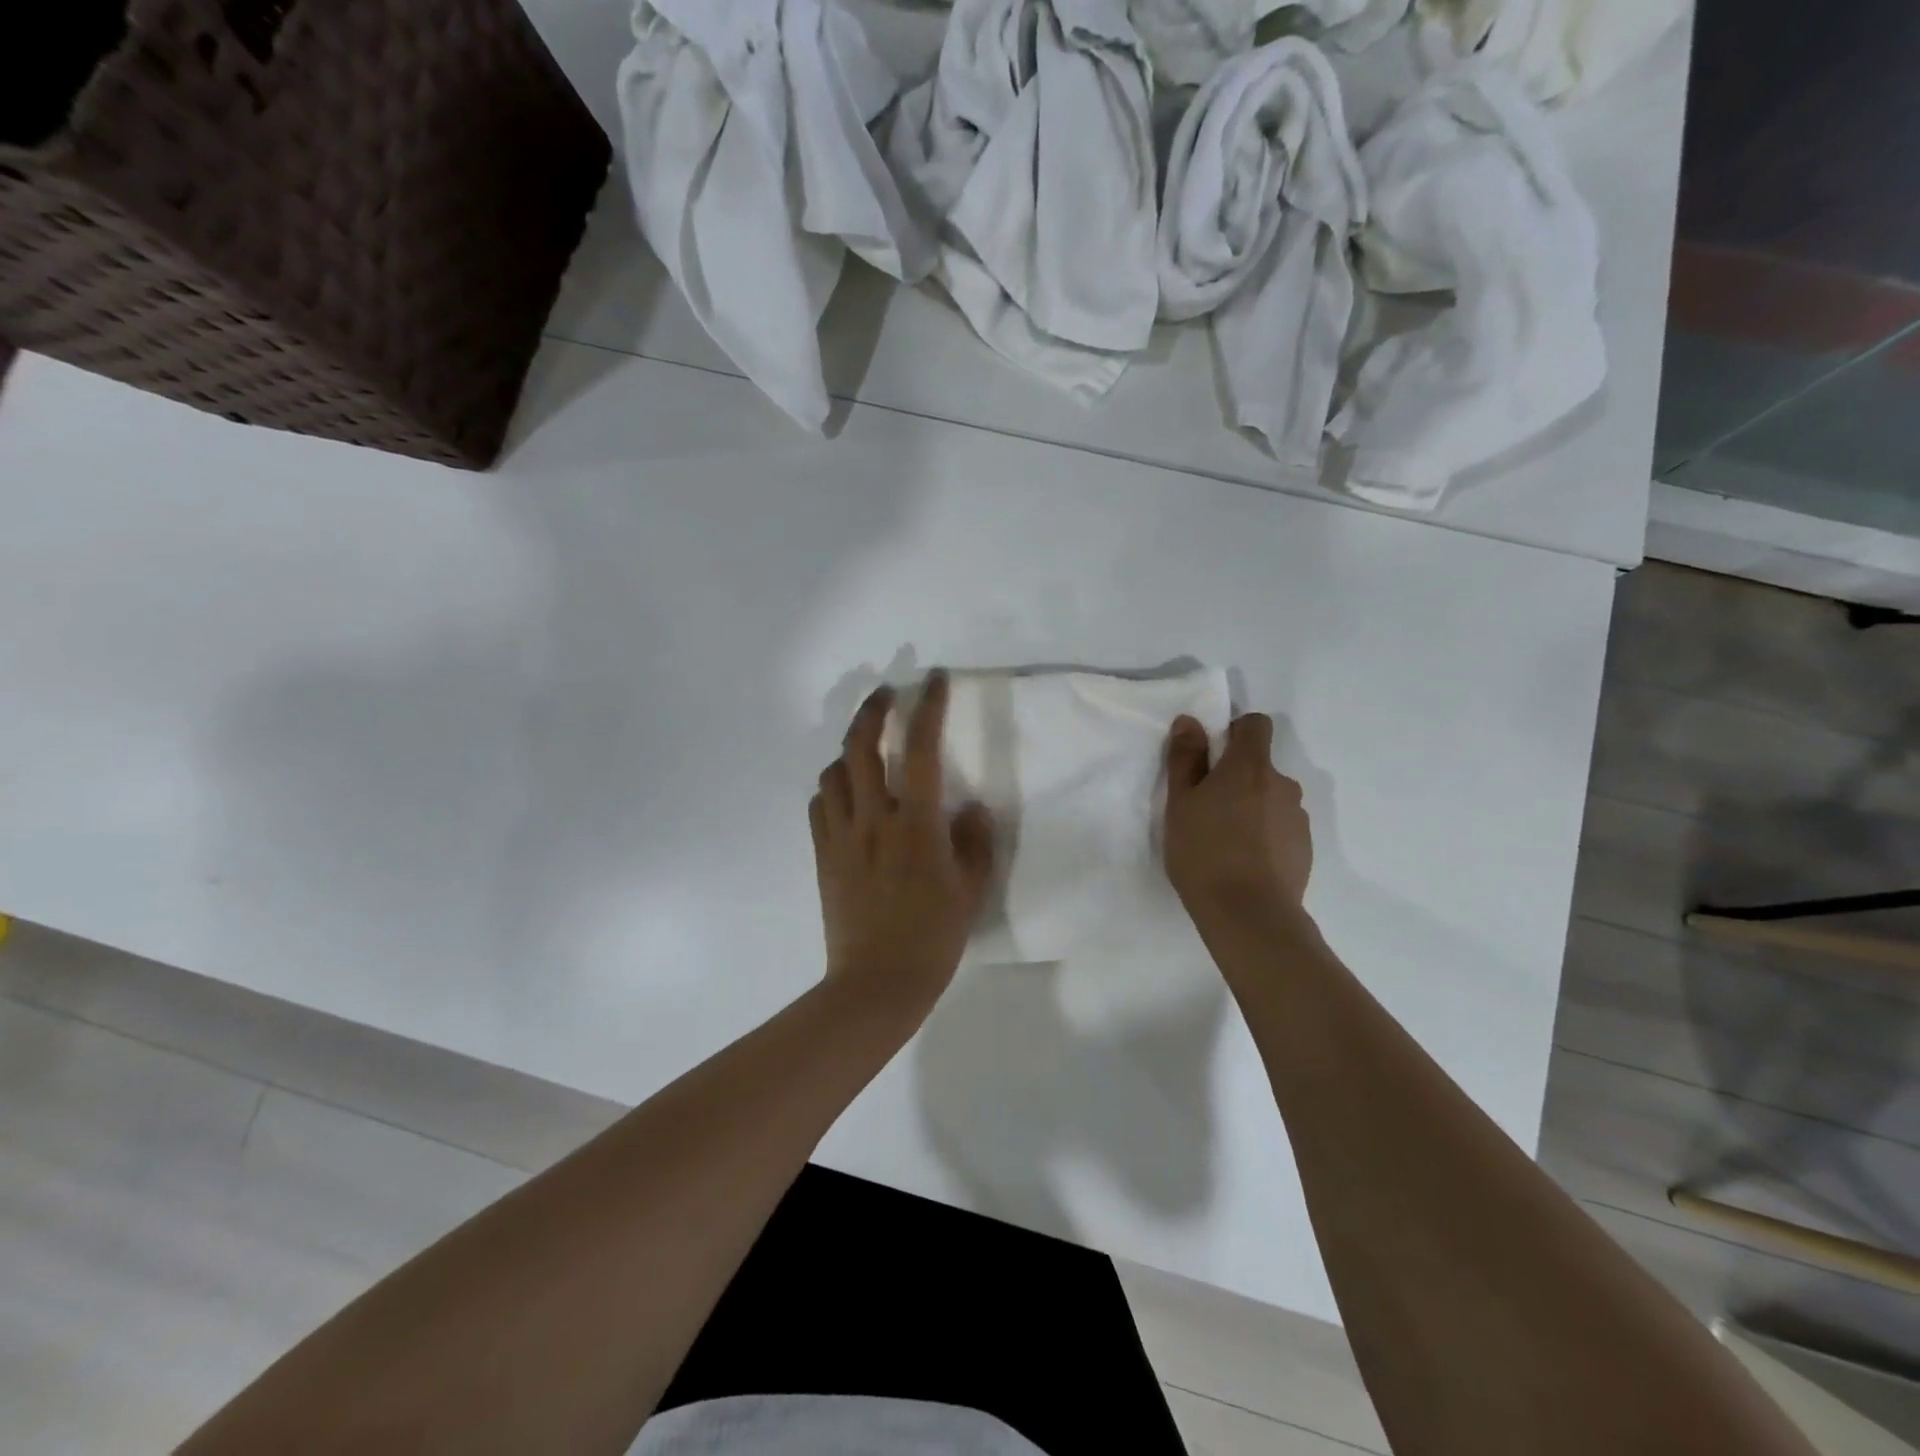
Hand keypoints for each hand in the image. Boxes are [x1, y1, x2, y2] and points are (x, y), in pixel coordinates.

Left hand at [811, 672, 994, 1013]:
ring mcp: (841, 836)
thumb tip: (969, 808)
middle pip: (860, 746)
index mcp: (915, 823)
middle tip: (886, 695)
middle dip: (872, 710)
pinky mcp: (823, 855)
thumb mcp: (971, 889)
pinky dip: (832, 788)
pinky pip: (819, 806)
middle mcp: (873, 819)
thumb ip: (974, 841)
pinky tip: (846, 796)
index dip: (928, 707)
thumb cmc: (933, 937)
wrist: (877, 983)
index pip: (919, 748)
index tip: (933, 680)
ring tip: (866, 751)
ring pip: (834, 772)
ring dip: (849, 751)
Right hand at [1163, 713, 1312, 926]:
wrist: (1249, 914)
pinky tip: (1244, 862)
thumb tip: (1190, 721)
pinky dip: (1264, 835)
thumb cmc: (1204, 852)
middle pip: (1260, 766)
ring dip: (1252, 808)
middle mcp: (1282, 783)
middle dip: (1237, 779)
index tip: (1212, 756)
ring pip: (1271, 799)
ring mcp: (1298, 817)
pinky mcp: (1305, 848)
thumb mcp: (1179, 803)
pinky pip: (1281, 828)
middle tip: (1207, 809)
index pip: (1256, 725)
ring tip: (1225, 842)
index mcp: (1250, 766)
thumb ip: (1185, 758)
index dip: (1234, 732)